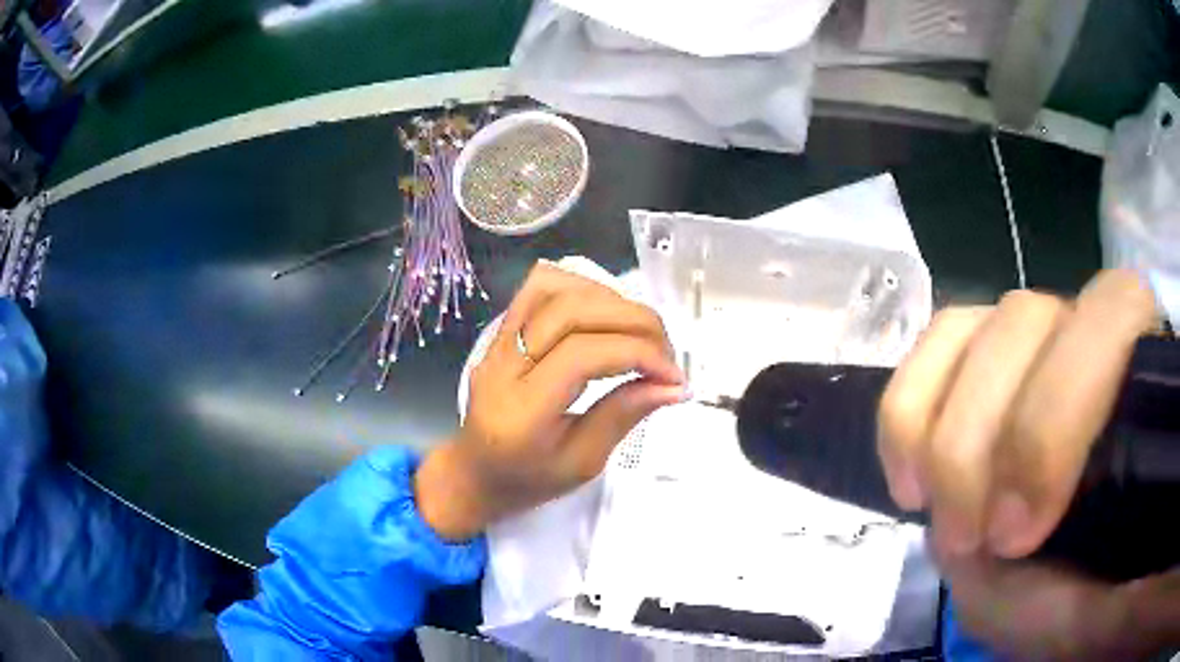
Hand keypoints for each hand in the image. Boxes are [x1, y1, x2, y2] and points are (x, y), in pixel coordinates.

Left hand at [415, 262, 687, 540]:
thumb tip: (673, 386)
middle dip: (633, 321)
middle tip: (666, 352)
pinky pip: (538, 287)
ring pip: (553, 288)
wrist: (474, 473)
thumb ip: (624, 415)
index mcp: (523, 410)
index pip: (583, 354)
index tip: (674, 376)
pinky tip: (605, 313)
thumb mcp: (582, 463)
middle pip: (571, 311)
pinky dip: (581, 288)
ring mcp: (497, 342)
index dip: (639, 353)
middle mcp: (503, 365)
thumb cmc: (527, 480)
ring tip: (639, 331)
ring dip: (609, 299)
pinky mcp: (500, 330)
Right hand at [877, 270, 1170, 656]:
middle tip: (969, 540)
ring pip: (974, 327)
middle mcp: (1091, 335)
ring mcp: (1032, 341)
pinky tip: (910, 481)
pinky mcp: (978, 357)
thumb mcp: (1100, 605)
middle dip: (985, 438)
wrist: (1051, 587)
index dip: (1058, 418)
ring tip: (938, 519)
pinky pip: (932, 347)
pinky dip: (906, 412)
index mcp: (1144, 378)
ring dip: (943, 434)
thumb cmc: (1081, 596)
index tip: (1020, 534)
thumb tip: (1105, 549)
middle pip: (1028, 319)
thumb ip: (1114, 579)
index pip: (1115, 316)